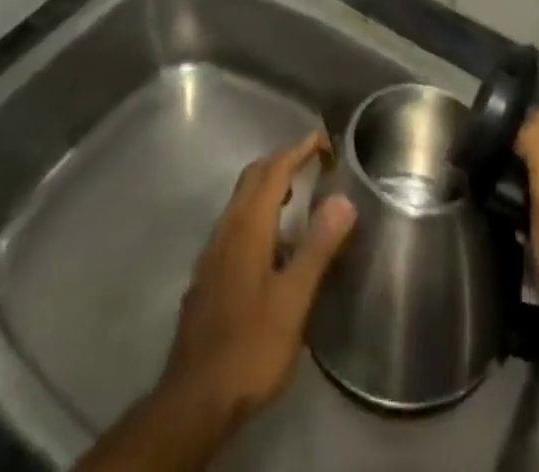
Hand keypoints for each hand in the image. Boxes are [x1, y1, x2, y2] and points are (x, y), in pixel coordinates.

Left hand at [157, 130, 357, 433]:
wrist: (195, 399)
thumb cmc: (250, 346)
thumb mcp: (293, 299)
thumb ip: (318, 246)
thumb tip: (343, 198)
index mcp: (248, 225)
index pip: (274, 170)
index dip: (298, 149)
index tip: (323, 139)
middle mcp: (227, 227)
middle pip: (253, 176)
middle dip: (282, 159)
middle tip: (313, 159)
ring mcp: (213, 251)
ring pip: (242, 199)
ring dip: (268, 184)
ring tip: (299, 193)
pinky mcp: (209, 273)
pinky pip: (236, 222)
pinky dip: (259, 211)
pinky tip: (275, 241)